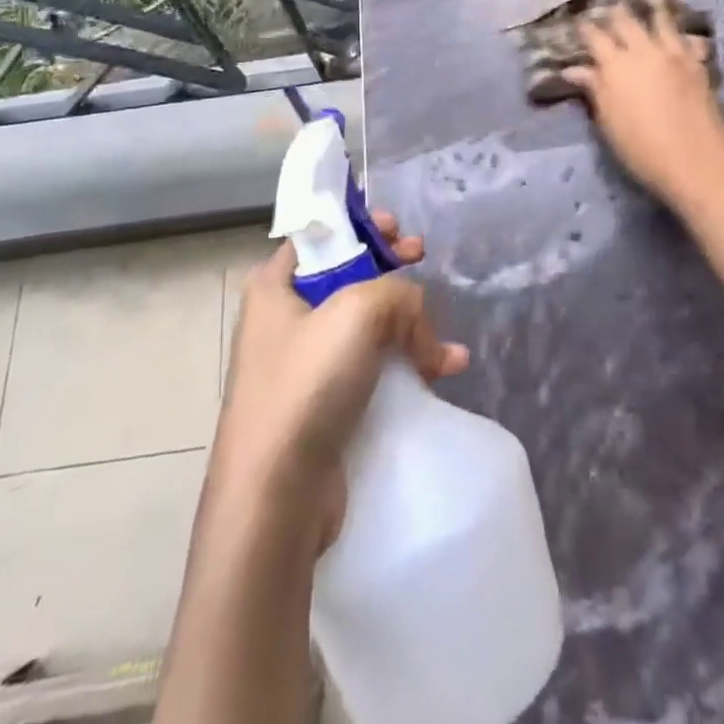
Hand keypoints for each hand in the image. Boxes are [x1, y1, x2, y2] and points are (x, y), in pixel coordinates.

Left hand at [211, 213, 467, 552]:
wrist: (276, 497)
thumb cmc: (306, 384)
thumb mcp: (357, 312)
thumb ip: (398, 293)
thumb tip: (416, 318)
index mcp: (275, 286)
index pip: (321, 237)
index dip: (360, 226)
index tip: (397, 229)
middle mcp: (285, 319)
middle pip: (349, 276)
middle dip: (391, 270)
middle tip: (421, 257)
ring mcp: (306, 365)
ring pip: (368, 324)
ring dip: (411, 323)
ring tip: (442, 336)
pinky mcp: (327, 404)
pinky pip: (374, 366)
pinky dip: (410, 362)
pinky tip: (447, 367)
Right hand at [563, 0, 723, 209]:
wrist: (695, 160)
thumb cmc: (641, 147)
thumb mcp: (608, 121)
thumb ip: (594, 90)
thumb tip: (574, 70)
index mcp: (616, 65)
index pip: (596, 38)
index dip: (586, 27)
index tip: (580, 20)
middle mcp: (644, 51)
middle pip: (627, 22)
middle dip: (615, 11)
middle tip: (610, 2)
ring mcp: (674, 55)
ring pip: (662, 22)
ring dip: (654, 6)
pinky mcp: (697, 65)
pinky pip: (687, 39)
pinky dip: (681, 31)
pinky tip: (682, 29)